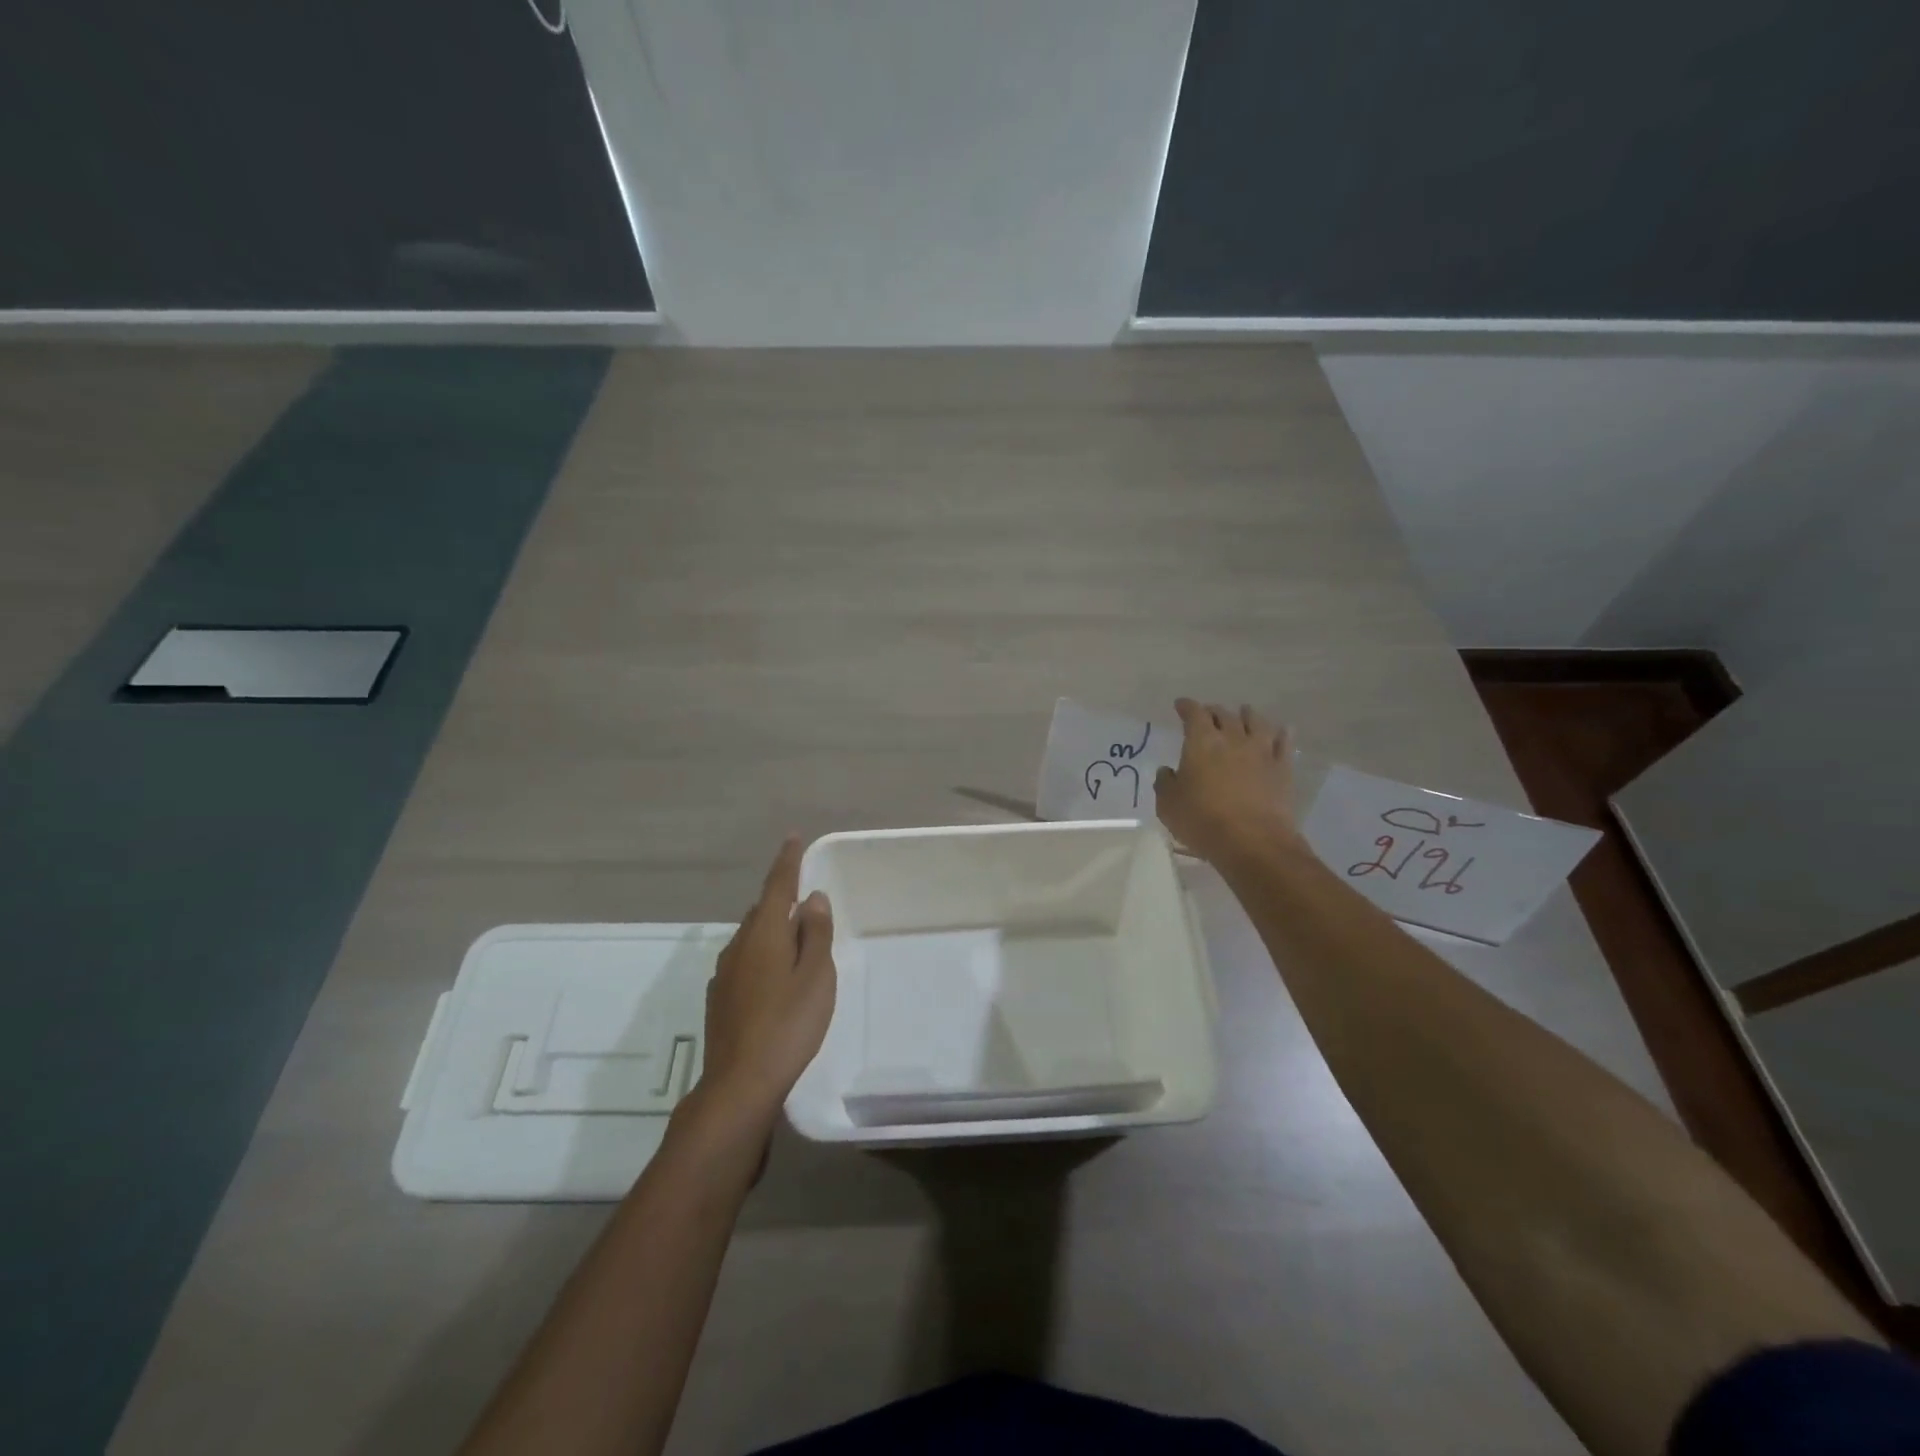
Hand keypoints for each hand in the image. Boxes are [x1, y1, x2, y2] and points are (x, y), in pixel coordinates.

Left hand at [697, 837, 836, 1127]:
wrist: (739, 1084)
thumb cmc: (789, 1025)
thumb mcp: (816, 976)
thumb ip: (816, 934)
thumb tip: (811, 898)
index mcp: (764, 934)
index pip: (777, 886)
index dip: (787, 861)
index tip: (793, 838)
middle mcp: (739, 946)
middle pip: (761, 911)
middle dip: (780, 899)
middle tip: (804, 897)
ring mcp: (725, 973)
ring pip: (751, 937)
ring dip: (772, 929)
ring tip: (794, 937)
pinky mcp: (720, 998)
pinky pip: (745, 960)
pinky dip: (763, 955)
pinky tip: (774, 976)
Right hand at [1154, 698, 1298, 866]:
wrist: (1252, 842)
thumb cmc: (1202, 821)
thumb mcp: (1168, 805)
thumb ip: (1165, 783)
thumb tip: (1169, 771)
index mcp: (1202, 742)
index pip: (1194, 713)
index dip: (1186, 706)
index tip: (1181, 705)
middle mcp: (1233, 738)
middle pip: (1224, 715)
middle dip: (1213, 711)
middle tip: (1208, 714)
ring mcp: (1261, 752)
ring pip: (1257, 722)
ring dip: (1247, 715)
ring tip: (1244, 713)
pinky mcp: (1282, 769)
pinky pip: (1284, 743)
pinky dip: (1281, 733)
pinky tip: (1281, 731)